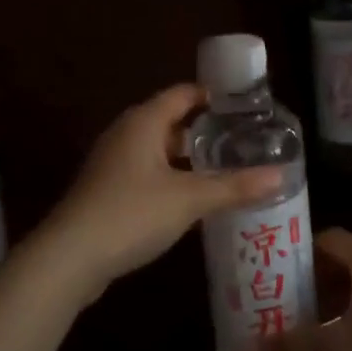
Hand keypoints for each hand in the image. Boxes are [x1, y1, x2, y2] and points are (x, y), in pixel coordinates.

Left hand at [39, 85, 283, 304]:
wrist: (70, 257)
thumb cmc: (131, 214)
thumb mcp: (188, 199)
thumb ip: (234, 186)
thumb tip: (281, 175)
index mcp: (143, 121)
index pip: (183, 94)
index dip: (213, 96)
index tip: (245, 106)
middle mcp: (126, 133)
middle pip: (171, 120)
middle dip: (205, 129)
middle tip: (242, 140)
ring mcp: (113, 162)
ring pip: (158, 148)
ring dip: (187, 156)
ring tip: (225, 168)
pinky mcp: (107, 189)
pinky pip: (146, 171)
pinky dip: (170, 176)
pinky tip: (191, 198)